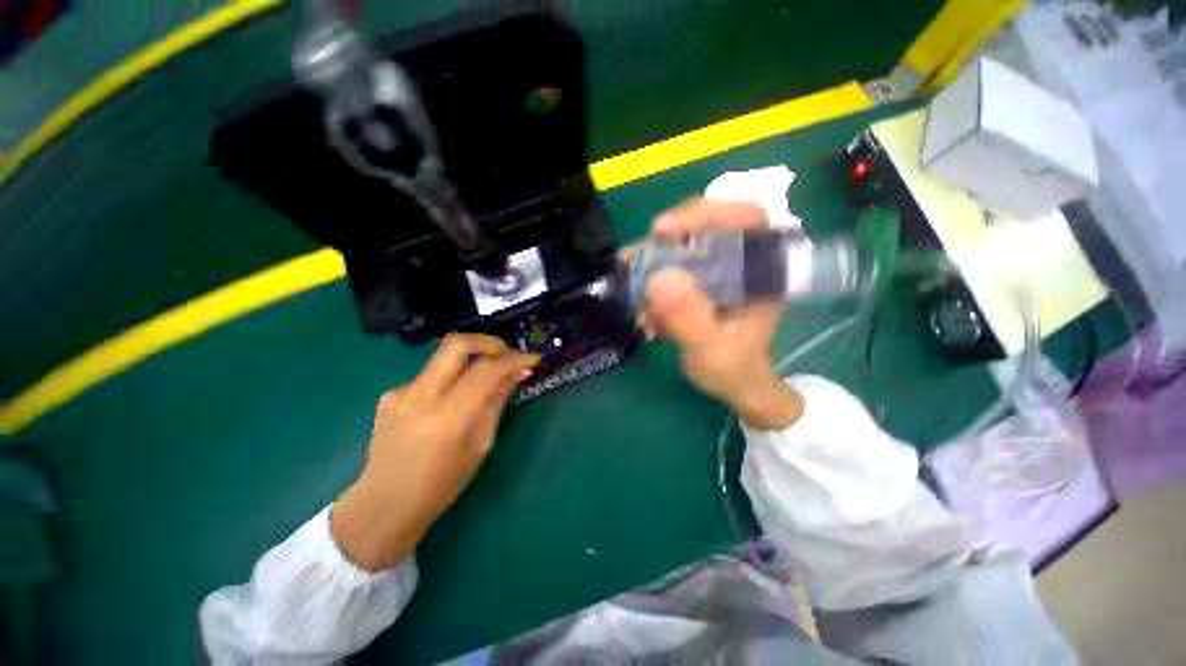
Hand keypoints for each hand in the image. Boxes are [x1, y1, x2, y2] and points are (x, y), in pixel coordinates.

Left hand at [331, 333, 538, 570]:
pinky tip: (447, 405)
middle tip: (505, 354)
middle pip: (457, 343)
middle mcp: (421, 397)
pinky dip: (448, 381)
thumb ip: (497, 401)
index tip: (532, 359)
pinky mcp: (389, 395)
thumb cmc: (443, 483)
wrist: (386, 504)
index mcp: (449, 417)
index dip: (515, 359)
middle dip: (489, 342)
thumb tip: (518, 373)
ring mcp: (400, 393)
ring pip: (443, 358)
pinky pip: (429, 376)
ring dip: (469, 362)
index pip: (487, 370)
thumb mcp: (481, 444)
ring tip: (480, 384)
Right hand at [644, 197, 803, 429]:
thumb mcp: (709, 349)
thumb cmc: (732, 368)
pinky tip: (646, 300)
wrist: (736, 384)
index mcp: (764, 271)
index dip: (706, 212)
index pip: (746, 217)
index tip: (663, 230)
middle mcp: (746, 260)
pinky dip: (657, 273)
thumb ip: (689, 319)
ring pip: (691, 239)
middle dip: (674, 231)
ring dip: (659, 256)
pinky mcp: (707, 277)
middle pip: (713, 220)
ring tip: (636, 278)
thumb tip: (659, 277)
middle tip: (643, 250)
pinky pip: (679, 260)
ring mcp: (725, 267)